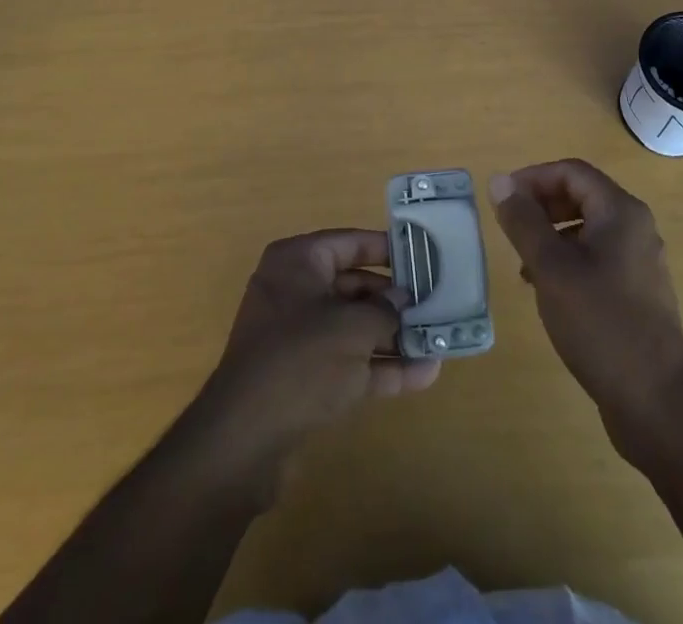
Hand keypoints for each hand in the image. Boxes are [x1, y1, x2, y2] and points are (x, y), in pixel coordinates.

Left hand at [198, 229, 440, 473]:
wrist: (244, 441)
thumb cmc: (301, 360)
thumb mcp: (352, 328)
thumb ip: (384, 311)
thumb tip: (402, 301)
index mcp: (297, 263)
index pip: (349, 242)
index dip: (386, 248)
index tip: (422, 255)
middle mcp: (295, 292)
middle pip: (354, 286)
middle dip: (394, 300)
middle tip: (436, 302)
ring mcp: (297, 338)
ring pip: (353, 328)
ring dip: (393, 336)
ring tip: (438, 339)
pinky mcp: (303, 379)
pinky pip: (348, 362)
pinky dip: (381, 367)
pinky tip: (424, 375)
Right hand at [489, 160, 682, 457]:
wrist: (657, 403)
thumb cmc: (601, 324)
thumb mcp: (551, 268)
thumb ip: (523, 221)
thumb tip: (500, 181)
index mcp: (621, 212)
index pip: (571, 171)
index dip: (533, 178)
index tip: (502, 199)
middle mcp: (635, 227)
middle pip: (581, 195)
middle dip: (541, 205)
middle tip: (510, 228)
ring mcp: (639, 261)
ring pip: (586, 228)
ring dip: (551, 234)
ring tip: (523, 263)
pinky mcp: (636, 292)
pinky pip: (596, 256)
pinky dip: (567, 260)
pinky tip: (547, 290)